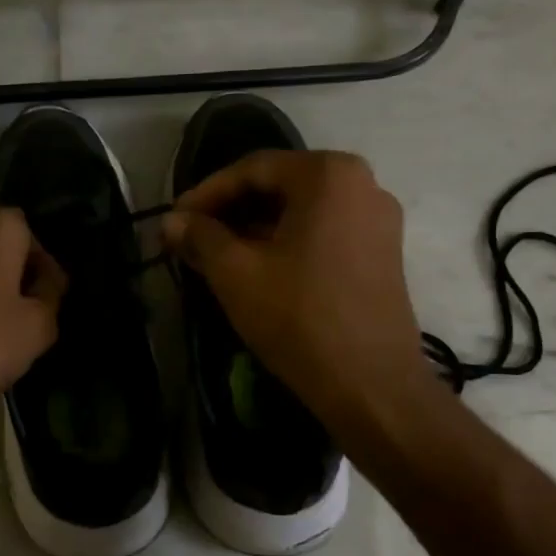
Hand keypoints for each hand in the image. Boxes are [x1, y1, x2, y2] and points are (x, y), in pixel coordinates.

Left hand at [0, 200, 65, 410]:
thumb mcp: (38, 327)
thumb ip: (51, 297)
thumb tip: (46, 284)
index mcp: (0, 225)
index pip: (38, 241)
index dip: (47, 275)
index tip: (49, 305)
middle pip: (3, 239)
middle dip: (16, 265)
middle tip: (25, 304)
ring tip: (1, 319)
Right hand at [161, 150, 427, 426]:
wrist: (371, 385)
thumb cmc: (299, 317)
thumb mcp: (236, 273)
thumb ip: (200, 237)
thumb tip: (171, 222)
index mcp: (329, 174)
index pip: (253, 169)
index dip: (206, 193)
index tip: (175, 219)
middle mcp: (362, 183)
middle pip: (280, 185)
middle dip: (231, 210)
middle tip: (192, 236)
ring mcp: (379, 218)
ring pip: (302, 209)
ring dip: (256, 227)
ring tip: (217, 254)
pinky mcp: (384, 251)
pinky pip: (324, 230)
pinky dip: (287, 241)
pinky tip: (258, 267)